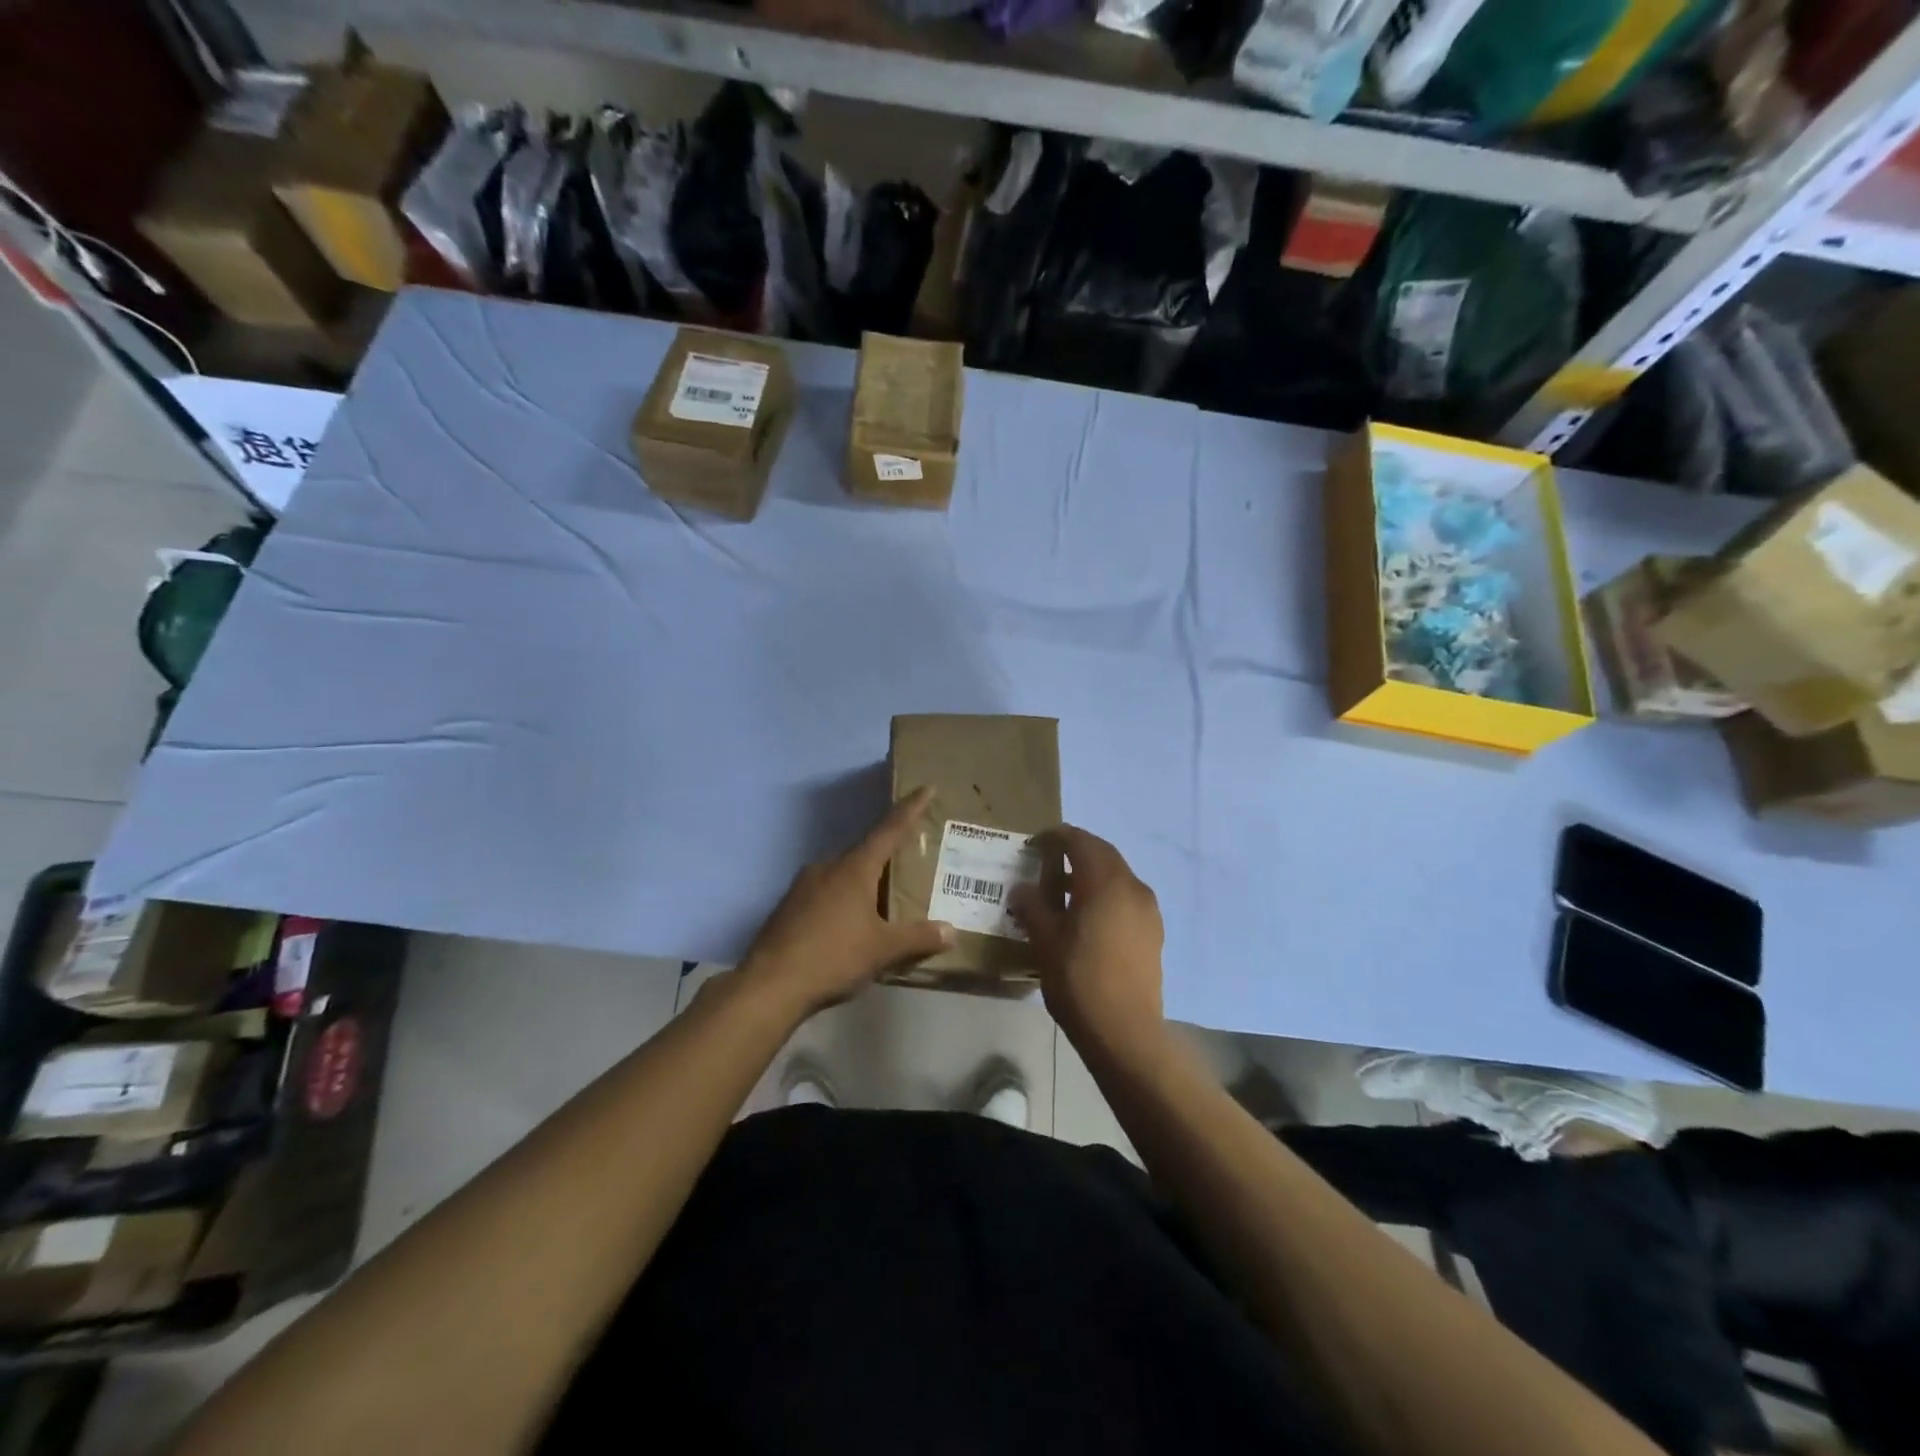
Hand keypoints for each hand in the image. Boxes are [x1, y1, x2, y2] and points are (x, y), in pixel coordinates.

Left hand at [736, 787, 955, 1017]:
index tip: (925, 788)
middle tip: (908, 863)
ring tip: (881, 903)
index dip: (910, 809)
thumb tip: (951, 931)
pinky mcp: (787, 907)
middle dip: (886, 857)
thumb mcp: (883, 950)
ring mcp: (802, 886)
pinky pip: (824, 894)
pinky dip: (842, 901)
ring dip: (862, 883)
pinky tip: (848, 926)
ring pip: (842, 876)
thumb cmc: (833, 957)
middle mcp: (827, 867)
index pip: (889, 830)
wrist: (769, 985)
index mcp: (854, 868)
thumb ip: (918, 938)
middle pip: (864, 854)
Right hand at [1008, 825, 1164, 1056]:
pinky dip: (1106, 894)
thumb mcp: (1044, 940)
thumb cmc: (1079, 980)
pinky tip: (1088, 917)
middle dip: (1075, 851)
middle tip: (1047, 863)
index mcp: (1105, 882)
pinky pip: (1127, 897)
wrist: (1125, 1032)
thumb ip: (1032, 906)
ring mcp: (1148, 910)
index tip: (1034, 844)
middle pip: (1102, 853)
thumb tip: (1022, 889)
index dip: (1055, 838)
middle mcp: (1132, 886)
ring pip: (1117, 875)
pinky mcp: (1154, 932)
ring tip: (1064, 892)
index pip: (1079, 841)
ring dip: (1091, 874)